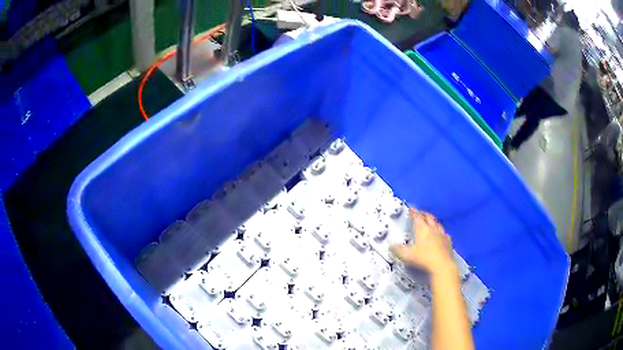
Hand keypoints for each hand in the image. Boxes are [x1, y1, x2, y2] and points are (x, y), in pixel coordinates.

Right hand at [389, 209, 452, 273]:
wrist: (442, 265)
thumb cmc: (424, 258)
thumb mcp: (407, 255)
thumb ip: (397, 250)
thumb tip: (390, 246)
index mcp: (422, 229)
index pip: (417, 216)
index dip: (414, 212)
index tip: (411, 209)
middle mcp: (433, 229)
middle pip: (428, 217)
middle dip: (423, 213)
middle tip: (420, 213)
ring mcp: (442, 234)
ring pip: (437, 224)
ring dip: (433, 221)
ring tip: (430, 221)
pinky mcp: (448, 242)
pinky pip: (445, 234)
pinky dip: (442, 232)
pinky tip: (442, 234)